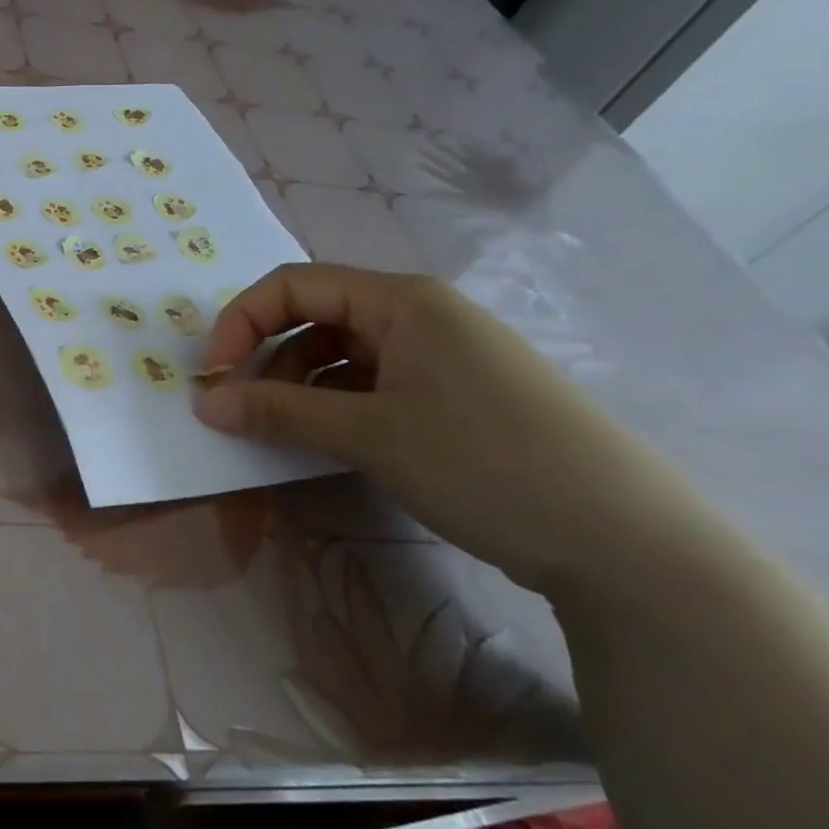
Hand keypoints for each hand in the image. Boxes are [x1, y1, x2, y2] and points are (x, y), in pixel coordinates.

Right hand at [192, 263, 708, 594]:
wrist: (626, 542)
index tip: (212, 375)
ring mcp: (441, 357)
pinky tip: (325, 442)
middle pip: (316, 317)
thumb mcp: (369, 433)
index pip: (294, 286)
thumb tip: (203, 403)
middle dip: (265, 356)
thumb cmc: (485, 461)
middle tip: (237, 406)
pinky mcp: (454, 398)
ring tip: (279, 431)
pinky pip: (372, 385)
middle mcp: (420, 316)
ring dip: (297, 385)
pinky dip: (334, 406)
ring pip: (341, 355)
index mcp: (402, 301)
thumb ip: (278, 411)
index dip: (241, 322)